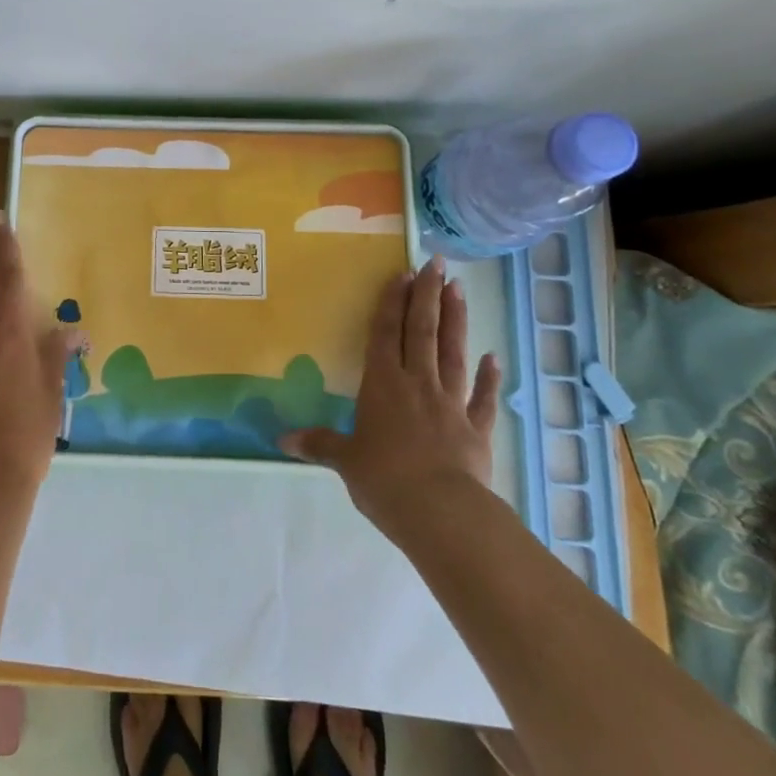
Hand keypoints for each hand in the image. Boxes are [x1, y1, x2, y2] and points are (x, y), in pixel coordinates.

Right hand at [281, 258, 501, 548]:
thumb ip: (318, 444)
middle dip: (428, 296)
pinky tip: (494, 357)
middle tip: (437, 264)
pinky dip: (490, 378)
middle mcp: (417, 383)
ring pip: (452, 352)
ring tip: (460, 289)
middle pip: (422, 331)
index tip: (403, 273)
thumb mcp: (345, 461)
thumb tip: (280, 440)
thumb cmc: (384, 479)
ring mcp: (450, 403)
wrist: (441, 512)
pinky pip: (483, 398)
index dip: (392, 302)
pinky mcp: (476, 429)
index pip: (385, 333)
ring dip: (456, 320)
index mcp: (382, 384)